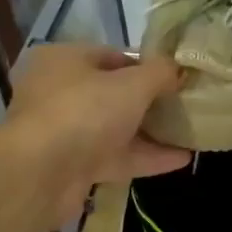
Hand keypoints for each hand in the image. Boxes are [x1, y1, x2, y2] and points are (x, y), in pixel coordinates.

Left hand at [3, 43, 189, 220]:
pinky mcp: (73, 166)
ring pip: (116, 127)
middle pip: (114, 93)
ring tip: (190, 132)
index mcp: (64, 60)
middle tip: (185, 104)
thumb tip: (179, 69)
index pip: (113, 56)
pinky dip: (146, 157)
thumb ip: (161, 73)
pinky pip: (116, 157)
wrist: (40, 175)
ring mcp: (65, 132)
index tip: (177, 76)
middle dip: (151, 101)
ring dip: (152, 131)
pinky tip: (181, 159)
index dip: (147, 65)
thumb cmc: (85, 112)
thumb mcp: (132, 84)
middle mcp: (60, 92)